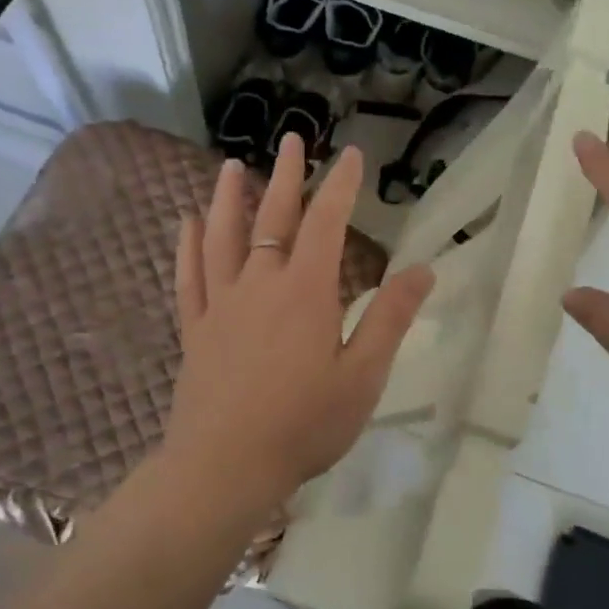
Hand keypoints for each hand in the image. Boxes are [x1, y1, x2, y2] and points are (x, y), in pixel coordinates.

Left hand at [162, 134, 434, 503]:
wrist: (224, 467)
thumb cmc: (303, 425)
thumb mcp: (362, 376)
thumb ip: (390, 319)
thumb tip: (422, 269)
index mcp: (306, 292)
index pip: (326, 223)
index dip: (341, 186)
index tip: (350, 155)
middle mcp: (259, 285)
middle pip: (273, 219)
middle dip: (286, 176)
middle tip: (291, 140)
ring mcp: (220, 304)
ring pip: (222, 237)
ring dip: (228, 197)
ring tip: (231, 166)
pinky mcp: (194, 329)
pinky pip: (188, 276)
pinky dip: (187, 245)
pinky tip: (186, 223)